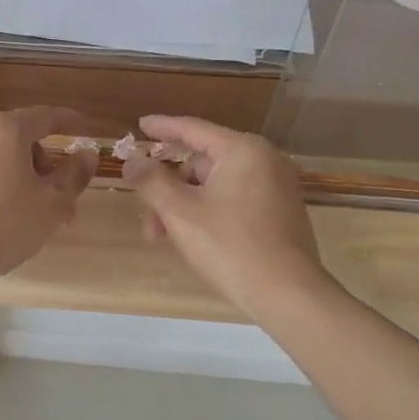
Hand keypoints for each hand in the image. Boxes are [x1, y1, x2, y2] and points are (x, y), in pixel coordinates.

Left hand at [0, 108, 97, 287]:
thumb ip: (74, 175)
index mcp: (5, 130)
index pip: (46, 116)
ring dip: (16, 179)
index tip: (85, 128)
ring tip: (27, 217)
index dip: (70, 121)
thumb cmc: (4, 226)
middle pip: (18, 140)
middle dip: (42, 166)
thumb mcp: (53, 204)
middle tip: (58, 201)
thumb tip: (87, 154)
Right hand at [122, 115, 335, 319]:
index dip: (162, 127)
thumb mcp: (180, 213)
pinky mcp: (280, 212)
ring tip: (163, 237)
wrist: (287, 294)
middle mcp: (264, 161)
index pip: (193, 129)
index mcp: (243, 151)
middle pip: (203, 162)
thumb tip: (131, 160)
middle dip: (169, 186)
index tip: (140, 125)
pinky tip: (191, 238)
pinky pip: (234, 200)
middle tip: (146, 212)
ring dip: (185, 205)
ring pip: (216, 186)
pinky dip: (208, 212)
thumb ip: (151, 181)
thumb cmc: (230, 246)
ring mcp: (276, 187)